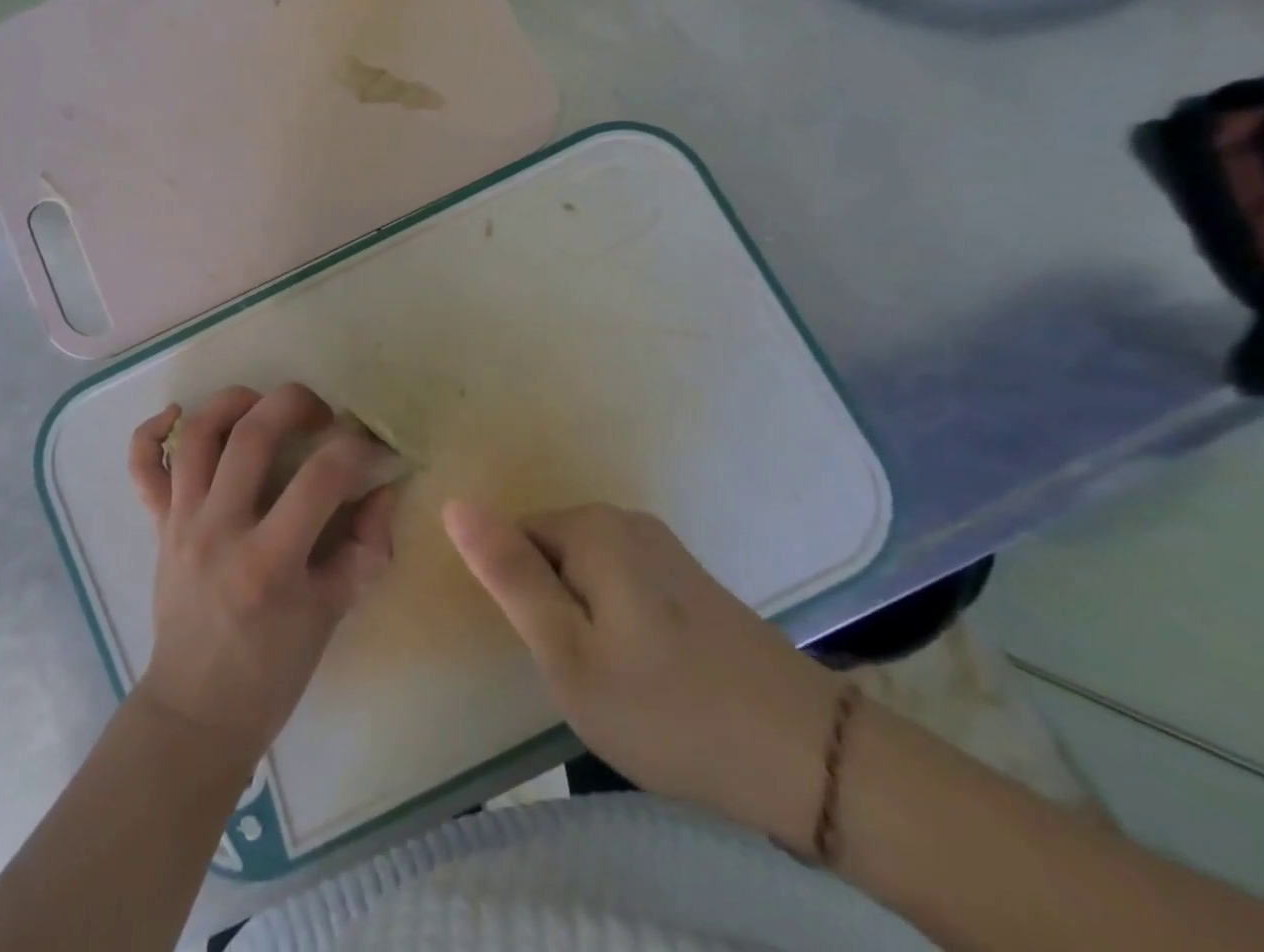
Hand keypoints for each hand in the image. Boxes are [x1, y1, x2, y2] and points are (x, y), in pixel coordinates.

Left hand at [127, 384, 397, 767]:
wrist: (196, 710)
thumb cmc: (271, 671)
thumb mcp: (332, 616)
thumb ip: (365, 549)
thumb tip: (382, 489)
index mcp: (269, 562)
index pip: (322, 478)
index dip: (358, 451)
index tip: (373, 451)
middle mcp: (219, 530)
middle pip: (252, 435)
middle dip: (295, 403)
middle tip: (321, 413)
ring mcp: (181, 523)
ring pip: (197, 435)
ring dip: (232, 401)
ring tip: (262, 404)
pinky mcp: (158, 526)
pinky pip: (142, 467)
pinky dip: (153, 431)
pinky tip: (179, 414)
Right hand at [444, 500, 840, 850]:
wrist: (808, 760)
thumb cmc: (668, 709)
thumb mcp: (566, 651)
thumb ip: (508, 574)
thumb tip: (455, 503)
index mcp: (592, 527)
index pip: (513, 540)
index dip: (520, 600)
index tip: (549, 654)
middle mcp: (627, 520)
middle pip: (550, 553)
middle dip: (551, 609)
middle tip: (583, 676)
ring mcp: (663, 549)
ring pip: (584, 575)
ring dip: (583, 621)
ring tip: (615, 681)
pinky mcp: (688, 580)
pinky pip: (621, 587)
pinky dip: (617, 625)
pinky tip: (650, 675)